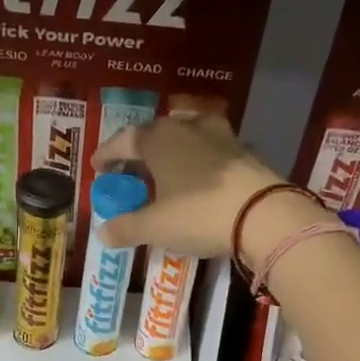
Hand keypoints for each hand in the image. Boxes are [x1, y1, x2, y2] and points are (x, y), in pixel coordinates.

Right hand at [92, 113, 284, 261]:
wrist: (262, 214)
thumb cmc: (197, 214)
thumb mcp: (155, 226)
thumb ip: (126, 227)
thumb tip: (102, 233)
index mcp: (158, 138)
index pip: (124, 140)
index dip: (108, 154)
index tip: (97, 168)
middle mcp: (187, 127)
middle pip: (156, 134)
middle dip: (139, 152)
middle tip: (129, 173)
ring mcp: (220, 136)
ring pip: (187, 135)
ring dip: (173, 150)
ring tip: (166, 170)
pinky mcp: (244, 152)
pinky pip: (212, 151)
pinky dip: (199, 162)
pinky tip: (200, 179)